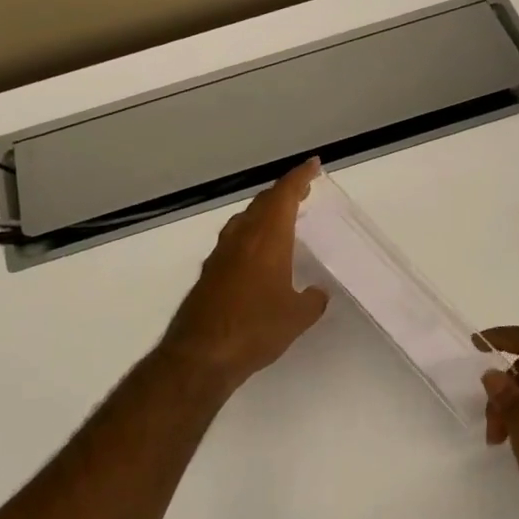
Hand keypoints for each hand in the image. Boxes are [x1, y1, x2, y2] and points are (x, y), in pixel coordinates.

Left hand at [162, 160, 330, 393]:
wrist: (201, 354)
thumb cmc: (255, 328)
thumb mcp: (297, 317)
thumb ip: (312, 301)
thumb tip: (317, 293)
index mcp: (267, 238)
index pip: (285, 195)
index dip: (300, 177)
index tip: (313, 165)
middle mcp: (242, 238)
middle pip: (263, 203)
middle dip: (284, 193)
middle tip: (303, 191)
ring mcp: (221, 254)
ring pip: (245, 220)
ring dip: (264, 213)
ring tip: (282, 219)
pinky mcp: (209, 273)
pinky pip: (234, 241)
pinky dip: (250, 236)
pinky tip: (257, 255)